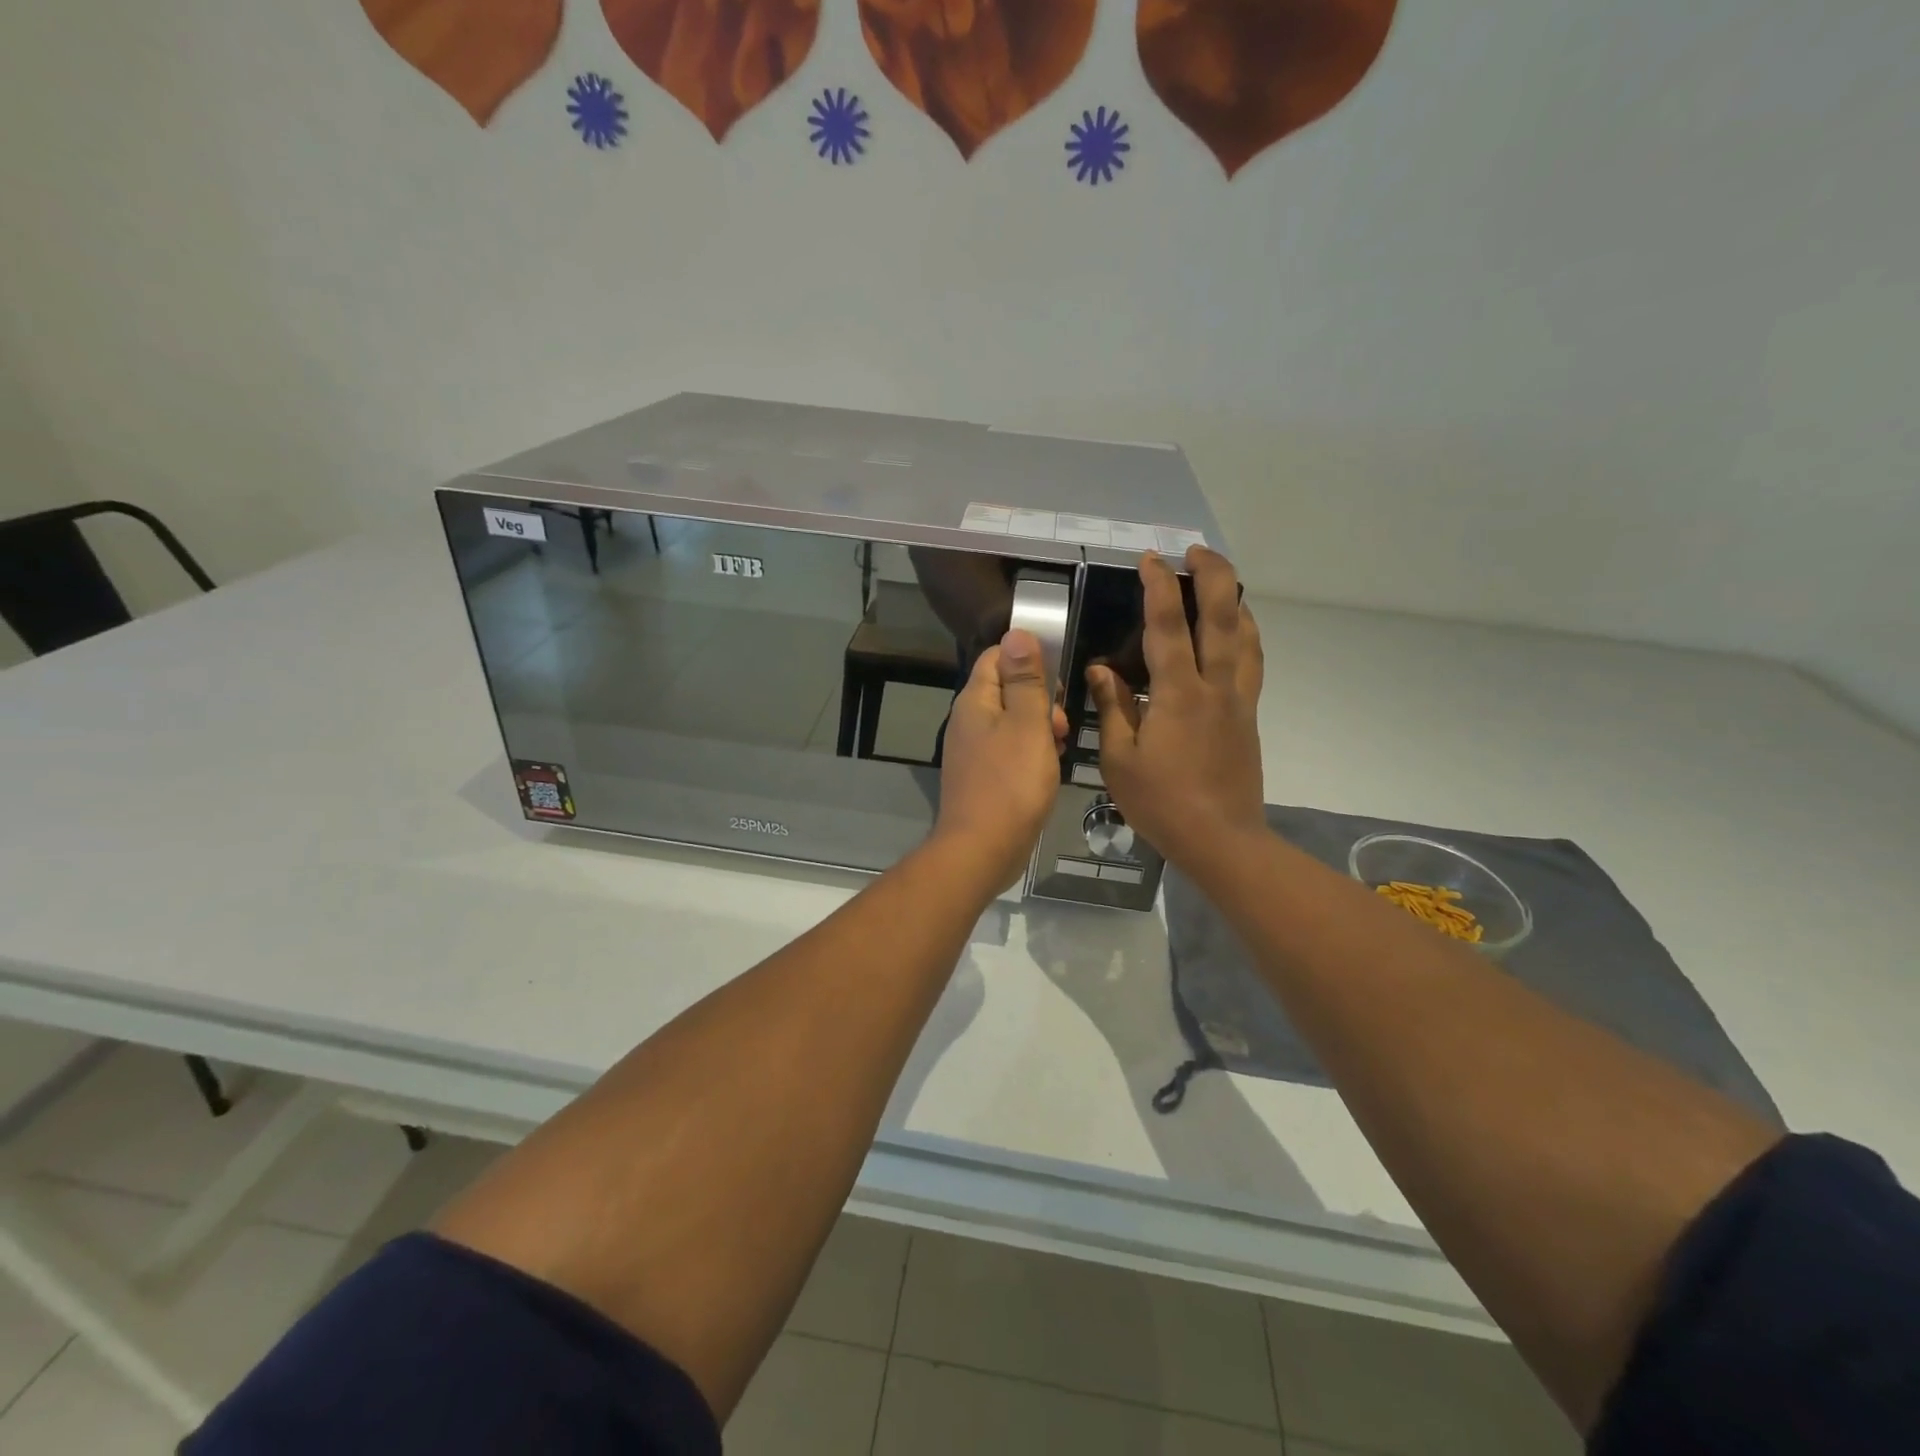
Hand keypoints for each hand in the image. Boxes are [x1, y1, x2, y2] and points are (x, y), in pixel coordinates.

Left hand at [932, 629, 1068, 891]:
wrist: (982, 849)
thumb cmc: (1011, 783)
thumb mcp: (1028, 724)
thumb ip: (1025, 679)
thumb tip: (1016, 631)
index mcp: (975, 700)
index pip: (998, 656)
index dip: (1029, 658)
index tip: (1058, 678)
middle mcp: (968, 720)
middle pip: (1007, 689)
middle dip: (1040, 698)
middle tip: (1063, 722)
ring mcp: (973, 750)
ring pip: (1012, 722)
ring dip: (1040, 727)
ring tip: (1061, 746)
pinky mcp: (982, 776)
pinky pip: (1010, 750)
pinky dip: (1031, 752)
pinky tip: (1048, 769)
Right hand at [1088, 547, 1265, 871]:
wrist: (1221, 839)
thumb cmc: (1162, 803)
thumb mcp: (1119, 760)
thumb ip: (1112, 708)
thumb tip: (1101, 670)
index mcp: (1178, 694)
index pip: (1167, 626)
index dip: (1158, 586)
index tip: (1149, 559)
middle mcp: (1215, 686)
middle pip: (1222, 615)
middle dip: (1212, 575)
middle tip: (1195, 551)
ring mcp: (1238, 699)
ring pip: (1246, 635)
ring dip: (1234, 600)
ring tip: (1220, 581)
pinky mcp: (1248, 715)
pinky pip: (1252, 661)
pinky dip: (1246, 634)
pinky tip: (1236, 632)